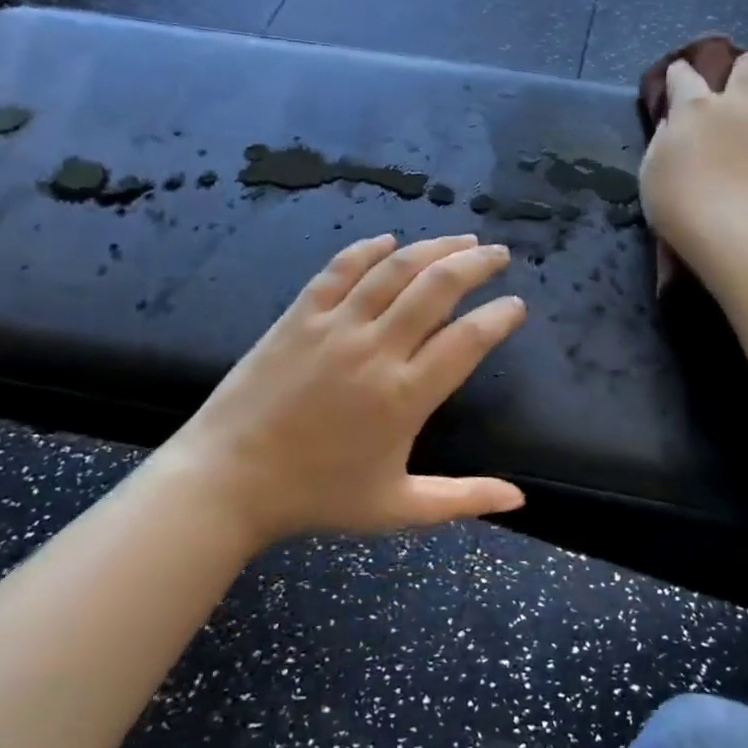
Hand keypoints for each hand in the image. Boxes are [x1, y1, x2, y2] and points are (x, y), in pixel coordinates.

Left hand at [171, 234, 527, 548]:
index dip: (500, 316)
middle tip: (497, 254)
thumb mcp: (397, 508)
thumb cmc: (317, 496)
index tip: (516, 305)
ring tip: (460, 238)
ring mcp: (334, 327)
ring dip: (434, 247)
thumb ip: (462, 499)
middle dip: (476, 263)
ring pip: (394, 269)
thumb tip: (519, 498)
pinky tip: (388, 241)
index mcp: (405, 396)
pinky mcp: (299, 316)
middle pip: (437, 288)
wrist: (227, 480)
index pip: (468, 340)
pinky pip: (340, 270)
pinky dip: (368, 250)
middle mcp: (376, 350)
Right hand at [639, 50, 747, 277]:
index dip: (679, 74)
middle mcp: (741, 107)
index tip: (677, 78)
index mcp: (697, 109)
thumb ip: (664, 142)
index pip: (684, 76)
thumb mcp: (652, 173)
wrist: (734, 233)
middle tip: (744, 91)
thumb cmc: (679, 205)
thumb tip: (674, 126)